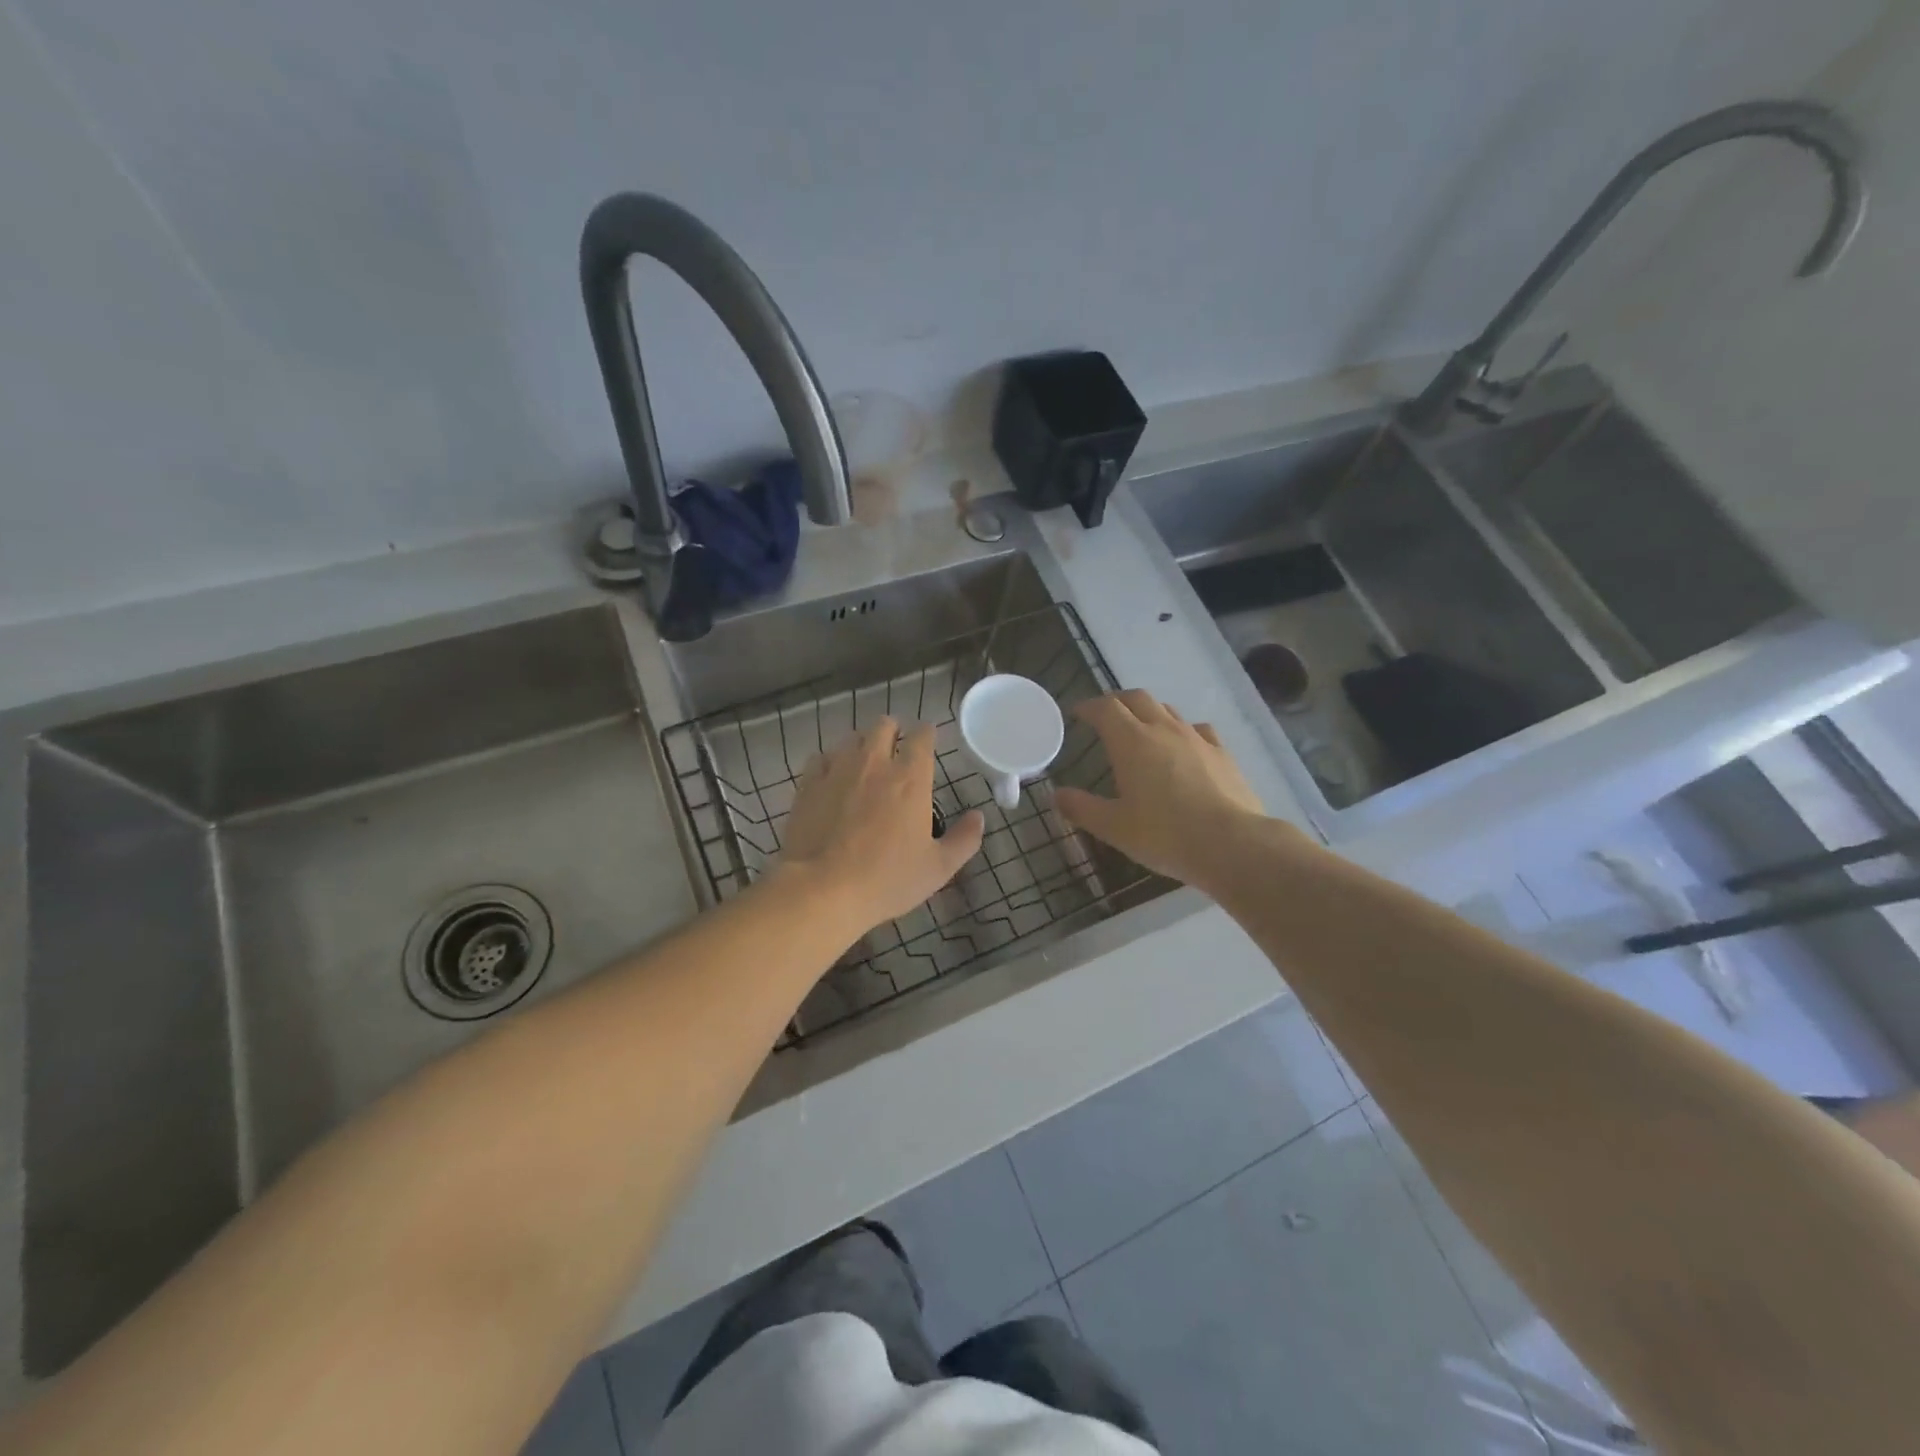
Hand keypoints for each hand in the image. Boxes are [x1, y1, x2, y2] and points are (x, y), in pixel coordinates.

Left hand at [779, 717, 985, 932]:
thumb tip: (979, 816)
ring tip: (865, 761)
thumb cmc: (887, 879)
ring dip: (863, 744)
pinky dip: (832, 761)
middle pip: (884, 726)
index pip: (922, 737)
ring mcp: (838, 770)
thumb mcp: (938, 868)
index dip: (927, 733)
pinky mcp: (809, 784)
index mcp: (911, 778)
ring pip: (852, 738)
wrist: (823, 889)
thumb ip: (964, 839)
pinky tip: (833, 777)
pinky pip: (822, 757)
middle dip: (893, 730)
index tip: (928, 739)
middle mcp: (875, 763)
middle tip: (896, 747)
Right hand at [1053, 690, 1269, 887]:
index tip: (1078, 713)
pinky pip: (1197, 729)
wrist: (1231, 844)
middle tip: (1105, 715)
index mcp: (1131, 741)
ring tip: (1141, 728)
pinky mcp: (1222, 753)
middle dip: (1117, 701)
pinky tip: (1184, 745)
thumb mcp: (1114, 827)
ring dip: (1149, 712)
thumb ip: (1082, 808)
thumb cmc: (1164, 835)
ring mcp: (1196, 738)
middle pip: (1137, 698)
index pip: (1105, 708)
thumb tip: (1056, 795)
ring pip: (1168, 709)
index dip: (1089, 706)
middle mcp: (1163, 729)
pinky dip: (1182, 730)